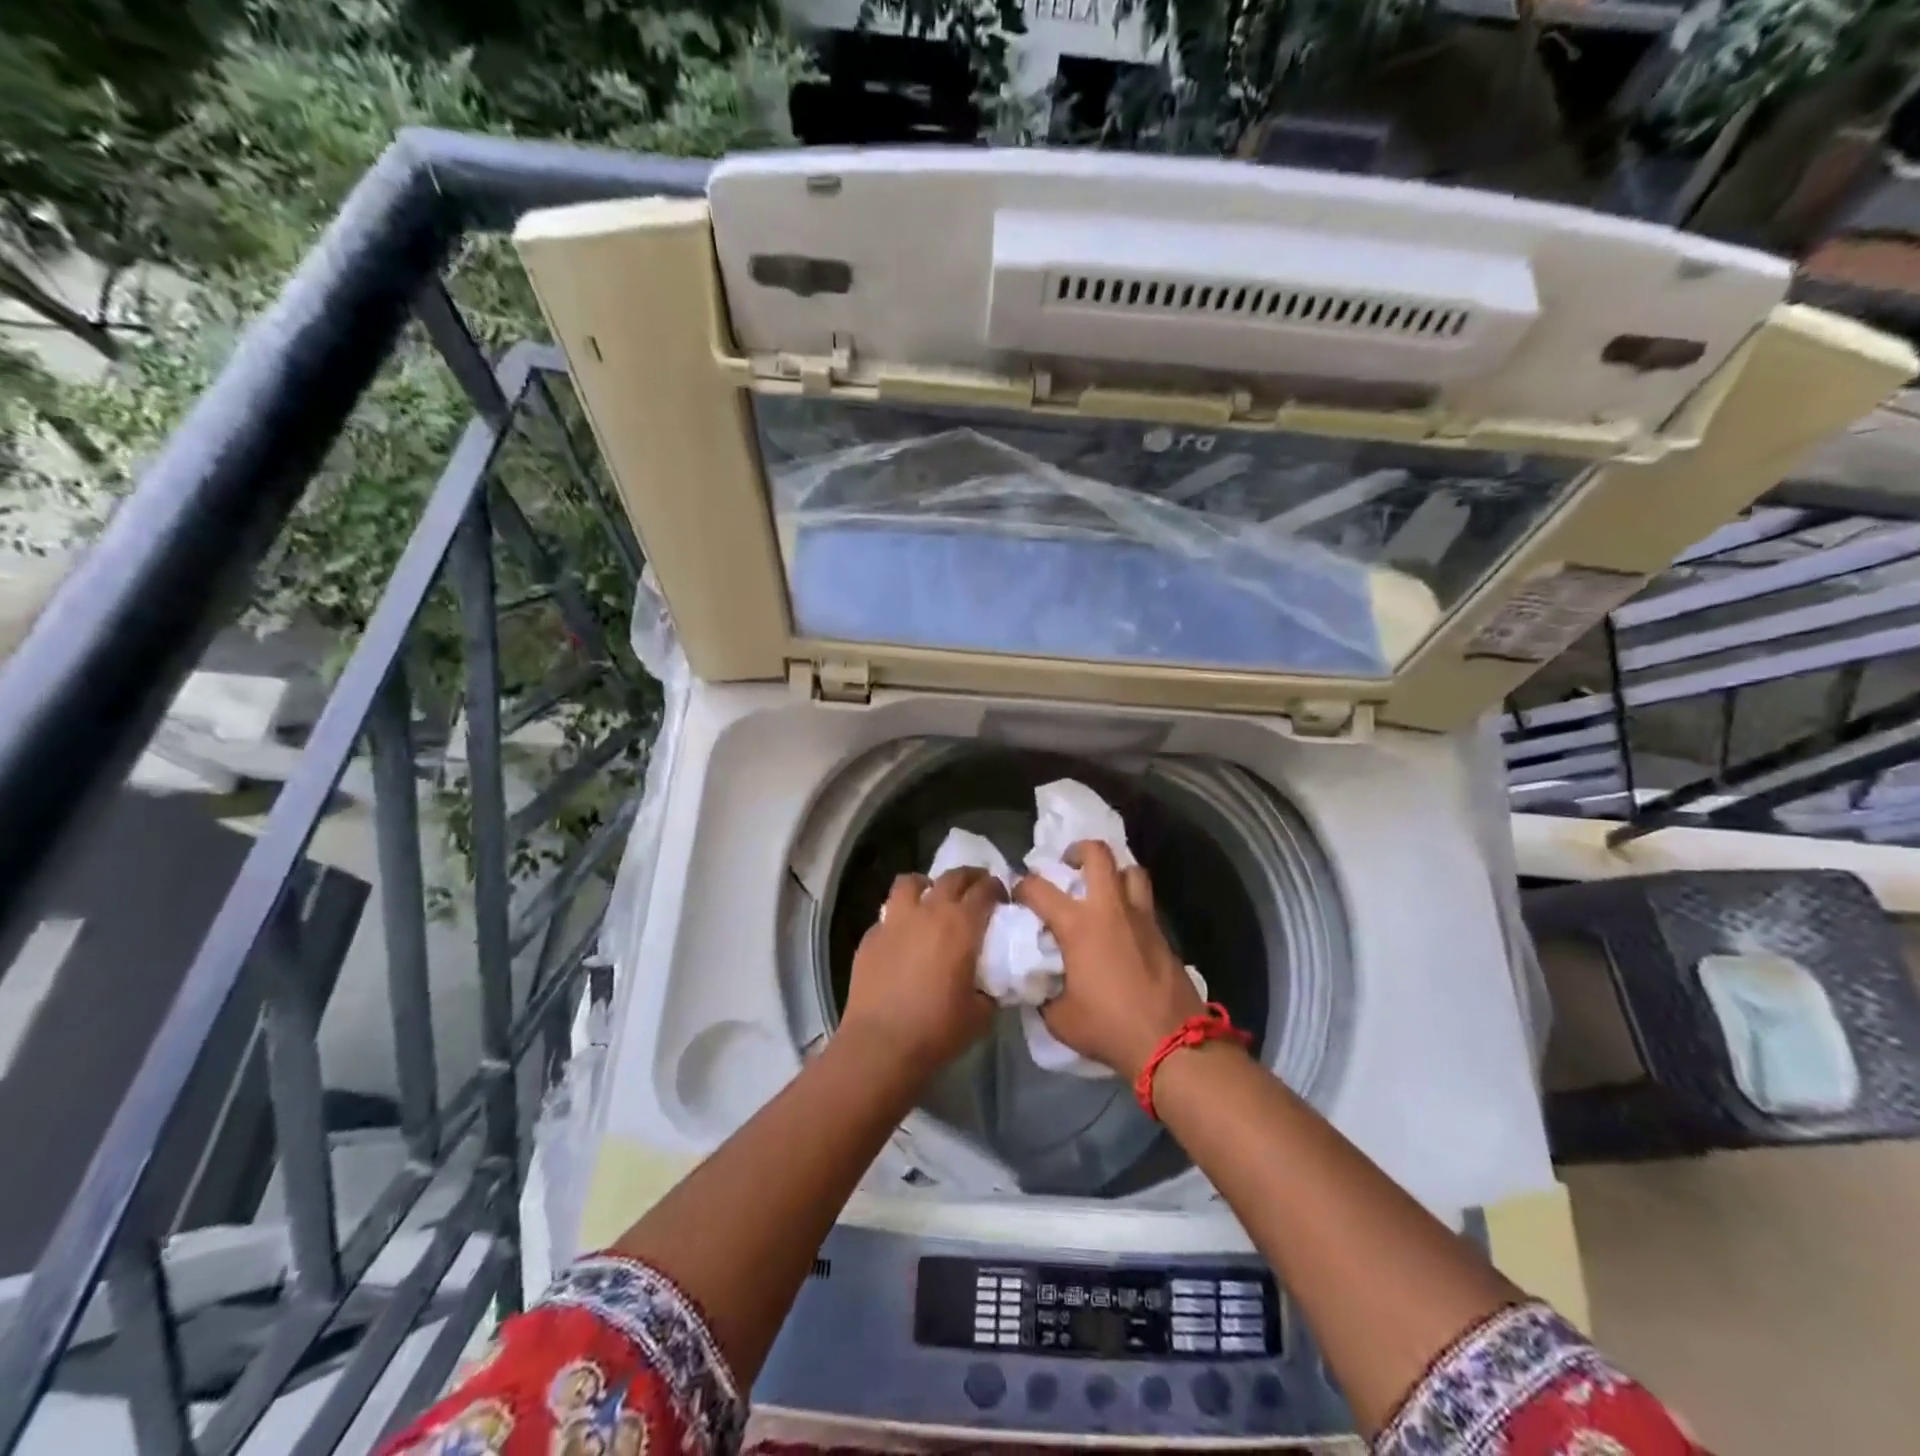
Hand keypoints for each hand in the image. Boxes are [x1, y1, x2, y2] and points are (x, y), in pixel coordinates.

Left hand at [841, 867, 1002, 1071]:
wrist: (881, 1044)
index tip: (1001, 897)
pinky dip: (900, 917)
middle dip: (969, 877)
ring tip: (931, 900)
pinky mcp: (870, 936)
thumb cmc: (937, 1029)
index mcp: (961, 925)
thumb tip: (992, 984)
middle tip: (976, 889)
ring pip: (911, 882)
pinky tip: (902, 937)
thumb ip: (991, 990)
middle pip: (952, 877)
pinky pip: (888, 913)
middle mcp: (928, 911)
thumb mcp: (980, 1014)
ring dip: (926, 885)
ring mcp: (895, 920)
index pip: (985, 890)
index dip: (996, 888)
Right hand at [1015, 842, 1207, 1080]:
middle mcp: (1109, 909)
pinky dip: (1130, 900)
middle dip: (1077, 851)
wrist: (1170, 1042)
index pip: (1039, 888)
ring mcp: (1141, 916)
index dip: (1022, 886)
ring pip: (1131, 869)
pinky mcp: (1162, 932)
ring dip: (1114, 871)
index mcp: (1078, 925)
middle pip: (1097, 853)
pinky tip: (1122, 924)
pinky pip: (1144, 900)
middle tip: (1068, 866)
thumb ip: (1044, 994)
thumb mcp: (1059, 1018)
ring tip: (1102, 888)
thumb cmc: (1109, 1027)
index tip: (1018, 896)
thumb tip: (1038, 986)